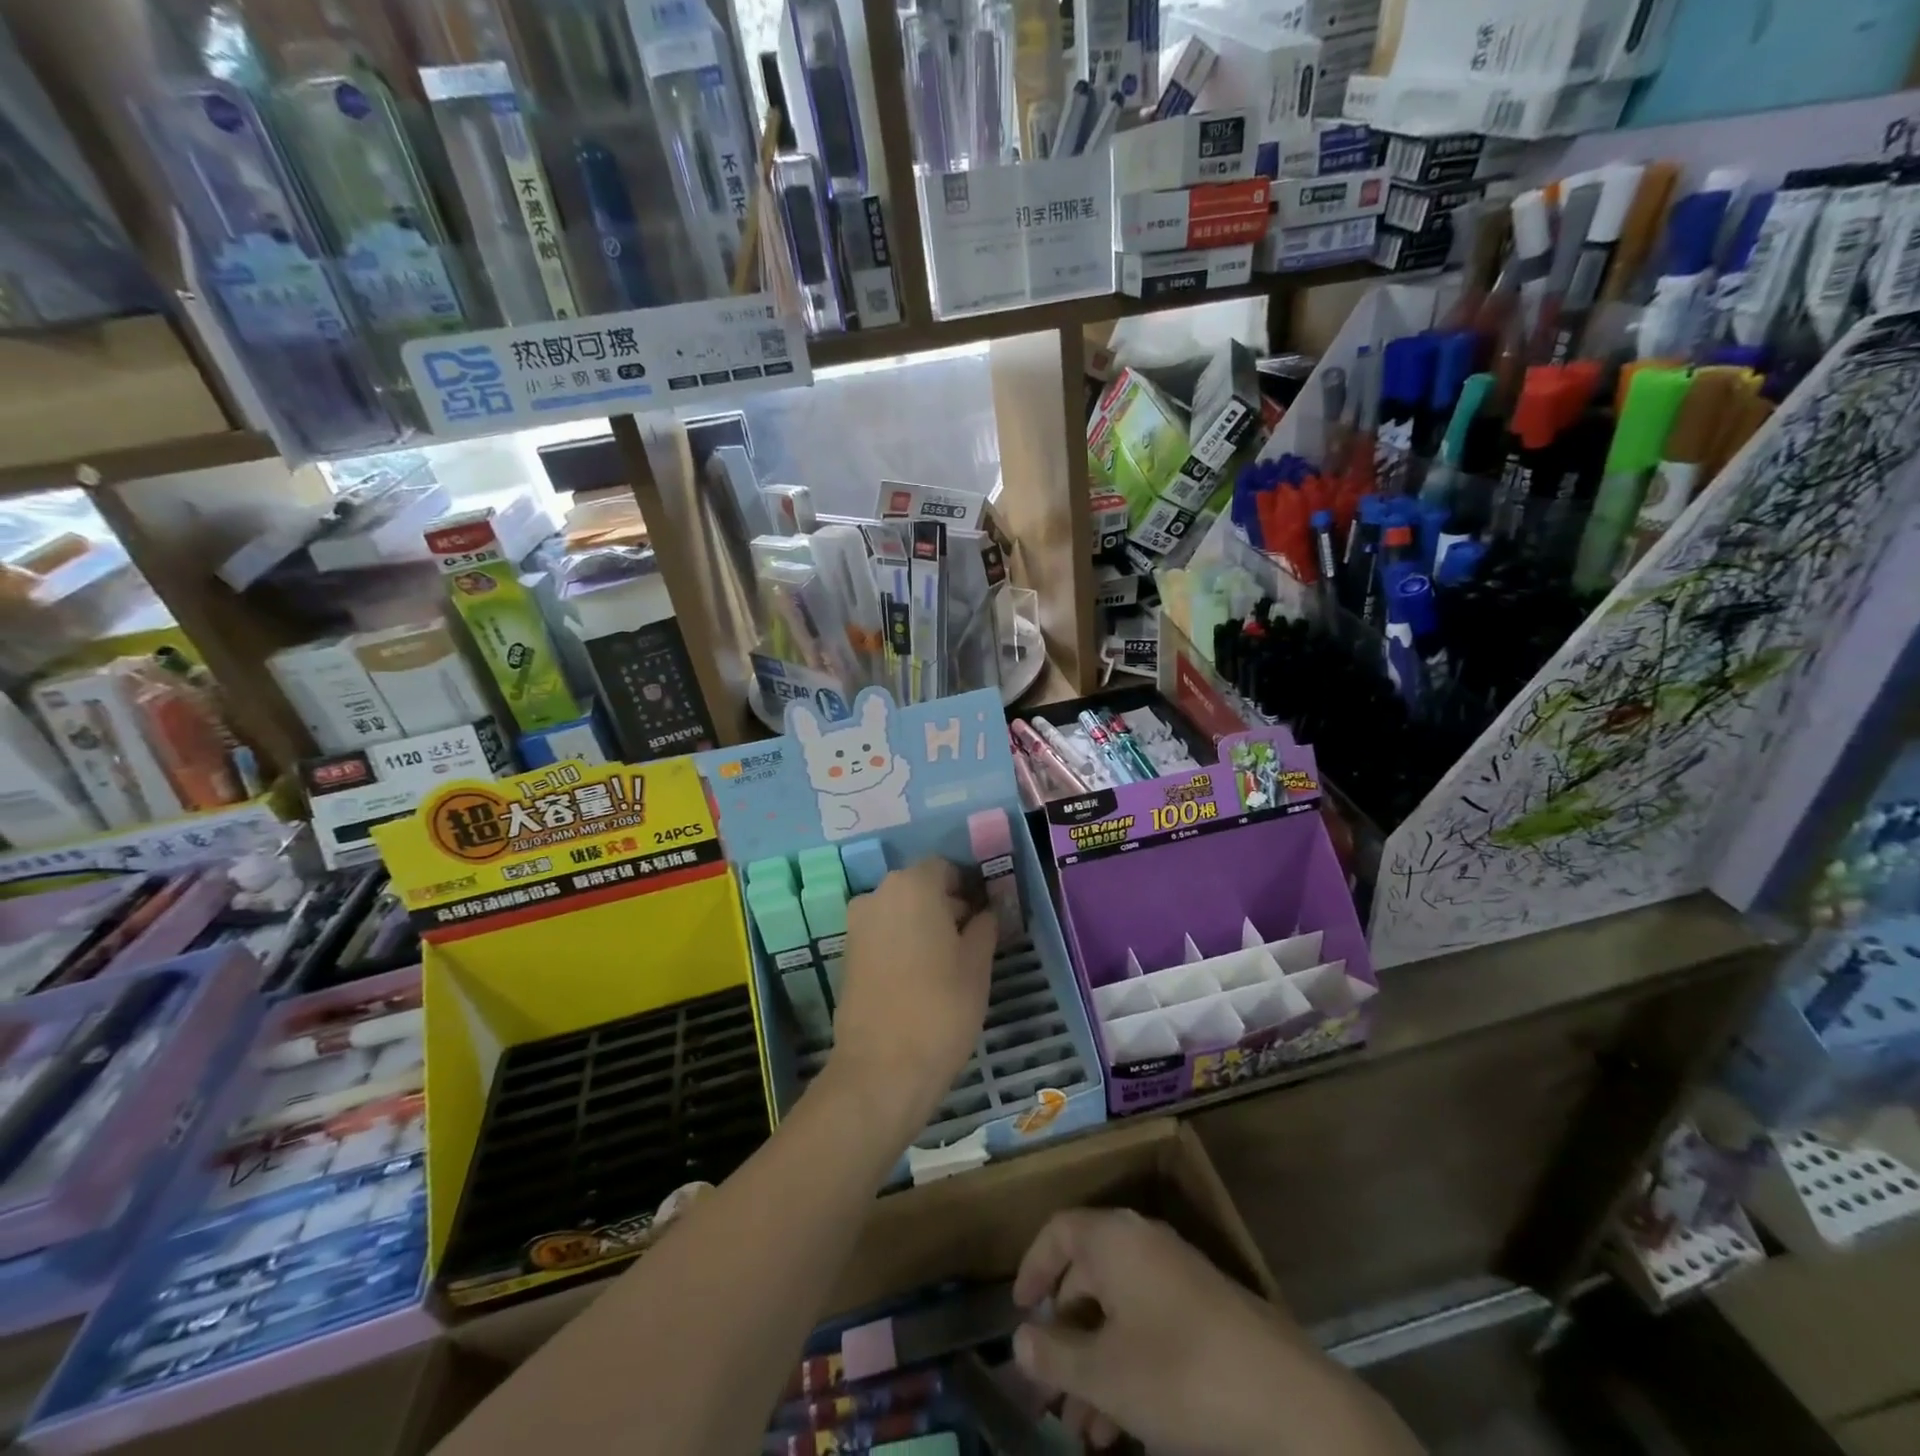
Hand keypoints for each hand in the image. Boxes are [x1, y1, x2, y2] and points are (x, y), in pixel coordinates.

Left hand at [829, 858, 996, 1126]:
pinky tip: (922, 977)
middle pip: (920, 887)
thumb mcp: (977, 964)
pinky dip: (902, 944)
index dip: (969, 887)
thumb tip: (987, 910)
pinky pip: (883, 935)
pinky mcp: (847, 955)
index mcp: (913, 886)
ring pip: (900, 912)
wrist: (882, 1068)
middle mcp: (878, 895)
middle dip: (946, 906)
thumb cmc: (941, 1007)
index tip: (986, 914)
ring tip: (949, 963)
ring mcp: (857, 925)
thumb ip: (984, 926)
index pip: (946, 869)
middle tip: (973, 939)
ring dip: (924, 925)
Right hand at [1013, 1211, 1421, 1455]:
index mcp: (1114, 1239)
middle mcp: (1143, 1243)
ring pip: (1117, 1310)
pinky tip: (1123, 1428)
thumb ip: (1055, 1356)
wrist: (1287, 1400)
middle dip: (1064, 1337)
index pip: (1059, 1230)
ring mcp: (1177, 1275)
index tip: (1018, 1312)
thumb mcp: (1106, 1374)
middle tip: (1049, 1391)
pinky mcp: (1203, 1310)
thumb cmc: (1180, 1374)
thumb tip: (1019, 1341)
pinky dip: (1126, 1364)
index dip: (1032, 1267)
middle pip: (1086, 1275)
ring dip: (1094, 1363)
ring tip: (1084, 1432)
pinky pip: (1147, 1324)